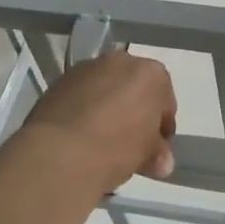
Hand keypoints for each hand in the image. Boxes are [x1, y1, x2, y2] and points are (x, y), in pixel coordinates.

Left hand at [20, 51, 176, 193]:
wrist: (59, 153)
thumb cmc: (116, 148)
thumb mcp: (147, 155)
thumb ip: (158, 153)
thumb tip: (161, 161)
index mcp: (151, 74)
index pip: (165, 100)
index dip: (163, 126)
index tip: (157, 147)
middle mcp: (121, 61)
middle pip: (135, 88)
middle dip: (135, 111)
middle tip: (131, 141)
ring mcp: (87, 68)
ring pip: (106, 88)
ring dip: (108, 108)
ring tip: (101, 139)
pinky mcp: (59, 81)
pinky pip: (81, 95)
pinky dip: (84, 109)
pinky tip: (80, 135)